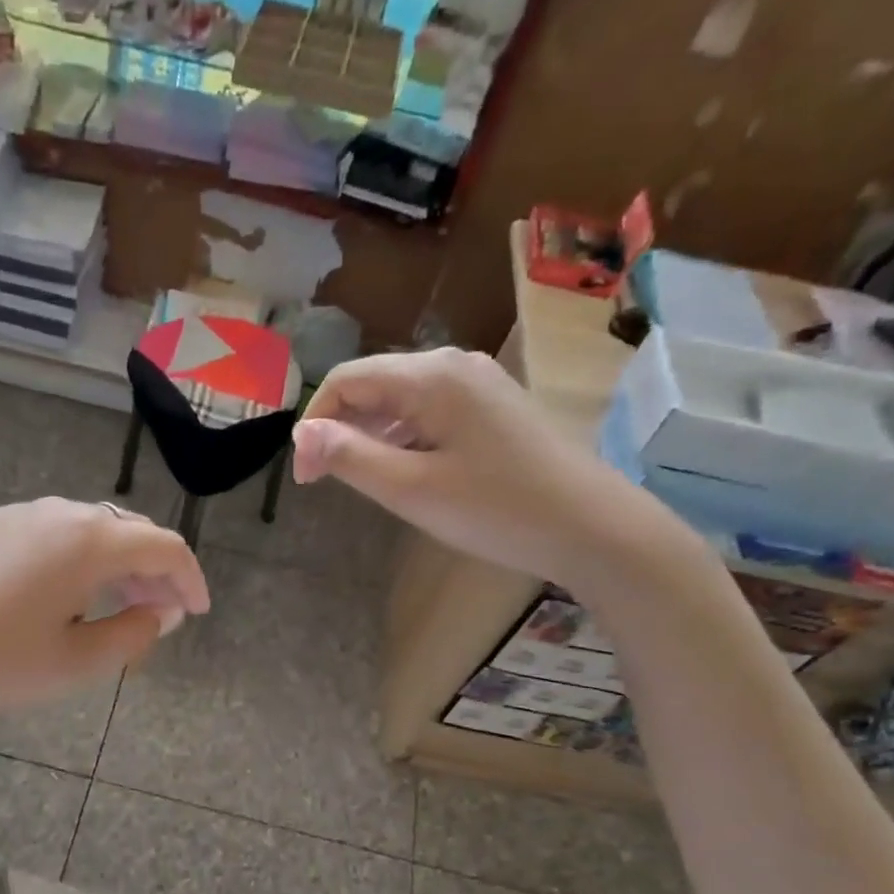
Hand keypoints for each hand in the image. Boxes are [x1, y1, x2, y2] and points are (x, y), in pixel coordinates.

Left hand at [0, 498, 208, 768]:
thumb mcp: (72, 665)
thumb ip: (130, 637)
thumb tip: (156, 614)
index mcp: (87, 541)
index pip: (162, 547)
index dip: (190, 579)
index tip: (198, 611)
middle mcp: (53, 513)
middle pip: (124, 532)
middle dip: (152, 570)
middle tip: (160, 611)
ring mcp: (9, 515)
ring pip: (83, 530)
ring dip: (111, 563)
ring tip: (113, 603)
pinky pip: (44, 535)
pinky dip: (71, 559)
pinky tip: (56, 594)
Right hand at [292, 347, 683, 587]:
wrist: (591, 527)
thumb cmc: (496, 509)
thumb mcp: (411, 489)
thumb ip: (351, 457)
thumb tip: (301, 434)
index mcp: (430, 376)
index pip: (346, 380)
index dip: (314, 424)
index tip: (306, 478)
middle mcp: (453, 365)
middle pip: (373, 384)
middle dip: (340, 429)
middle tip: (326, 482)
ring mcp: (478, 384)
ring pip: (400, 399)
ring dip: (370, 435)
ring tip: (362, 481)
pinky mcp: (493, 408)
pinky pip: (429, 412)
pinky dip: (403, 437)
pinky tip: (405, 471)